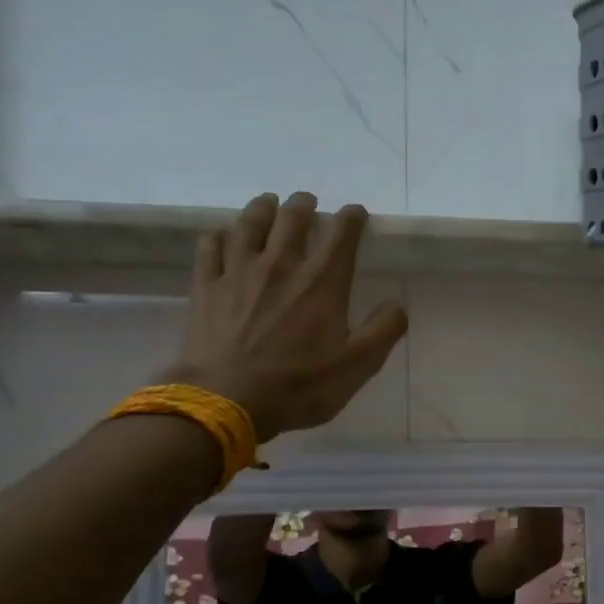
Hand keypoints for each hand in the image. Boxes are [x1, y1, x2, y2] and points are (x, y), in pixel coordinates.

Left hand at [172, 192, 406, 440]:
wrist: (227, 401)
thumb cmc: (299, 386)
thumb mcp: (357, 367)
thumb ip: (383, 331)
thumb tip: (397, 305)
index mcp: (322, 283)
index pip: (341, 234)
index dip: (352, 217)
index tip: (356, 213)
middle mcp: (281, 265)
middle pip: (292, 217)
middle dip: (304, 204)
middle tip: (308, 203)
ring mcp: (238, 272)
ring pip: (250, 222)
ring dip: (263, 208)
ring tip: (268, 204)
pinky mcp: (206, 286)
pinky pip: (210, 246)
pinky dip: (220, 234)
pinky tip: (224, 236)